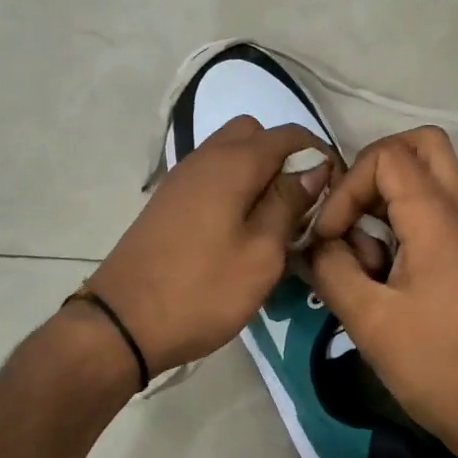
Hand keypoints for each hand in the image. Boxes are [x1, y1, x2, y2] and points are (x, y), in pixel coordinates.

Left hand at [86, 117, 334, 375]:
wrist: (123, 323)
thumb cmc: (202, 290)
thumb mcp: (261, 253)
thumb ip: (289, 204)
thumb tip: (314, 168)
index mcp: (232, 164)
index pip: (288, 135)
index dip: (318, 154)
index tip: (334, 191)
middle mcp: (205, 158)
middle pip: (253, 134)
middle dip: (283, 158)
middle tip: (300, 203)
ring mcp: (182, 179)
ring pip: (230, 154)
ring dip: (258, 174)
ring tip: (274, 221)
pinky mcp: (169, 202)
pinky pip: (211, 176)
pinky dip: (234, 188)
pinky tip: (241, 230)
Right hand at [305, 127, 457, 457]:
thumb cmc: (435, 366)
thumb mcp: (368, 319)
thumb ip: (331, 269)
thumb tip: (311, 243)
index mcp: (436, 219)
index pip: (386, 155)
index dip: (347, 186)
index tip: (332, 236)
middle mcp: (457, 212)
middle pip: (420, 145)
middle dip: (372, 168)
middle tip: (349, 212)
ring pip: (425, 177)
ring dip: (383, 198)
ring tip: (360, 251)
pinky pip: (428, 212)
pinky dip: (396, 223)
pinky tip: (376, 272)